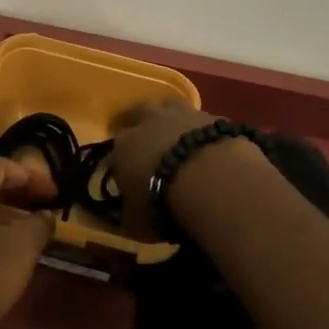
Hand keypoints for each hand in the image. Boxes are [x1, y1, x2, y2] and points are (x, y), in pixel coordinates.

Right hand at [108, 100, 225, 235]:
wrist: (211, 178)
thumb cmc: (164, 202)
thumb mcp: (137, 222)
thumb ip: (129, 215)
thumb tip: (124, 216)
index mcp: (123, 146)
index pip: (115, 151)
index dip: (121, 163)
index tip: (127, 177)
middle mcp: (148, 121)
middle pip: (137, 113)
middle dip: (139, 123)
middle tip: (146, 141)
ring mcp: (181, 114)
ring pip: (169, 106)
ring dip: (170, 117)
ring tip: (177, 134)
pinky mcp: (214, 116)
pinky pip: (202, 120)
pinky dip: (202, 130)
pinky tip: (208, 145)